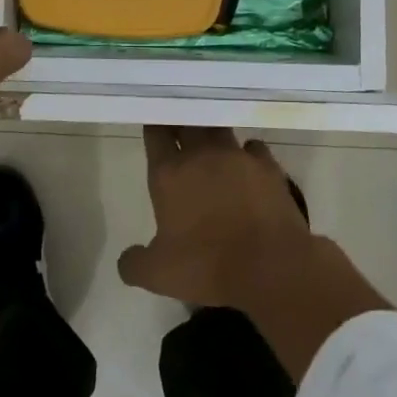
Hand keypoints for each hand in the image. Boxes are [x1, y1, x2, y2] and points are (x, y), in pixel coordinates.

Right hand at [117, 127, 312, 309]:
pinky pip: (253, 148)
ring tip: (211, 143)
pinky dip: (247, 153)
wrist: (270, 267)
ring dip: (213, 134)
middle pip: (188, 122)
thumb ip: (135, 263)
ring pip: (220, 129)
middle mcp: (201, 154)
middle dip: (181, 121)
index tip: (154, 124)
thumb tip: (126, 259)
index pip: (156, 133)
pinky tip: (247, 164)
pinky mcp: (268, 166)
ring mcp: (237, 155)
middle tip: (179, 128)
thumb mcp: (158, 275)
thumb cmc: (208, 266)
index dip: (154, 126)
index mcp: (169, 172)